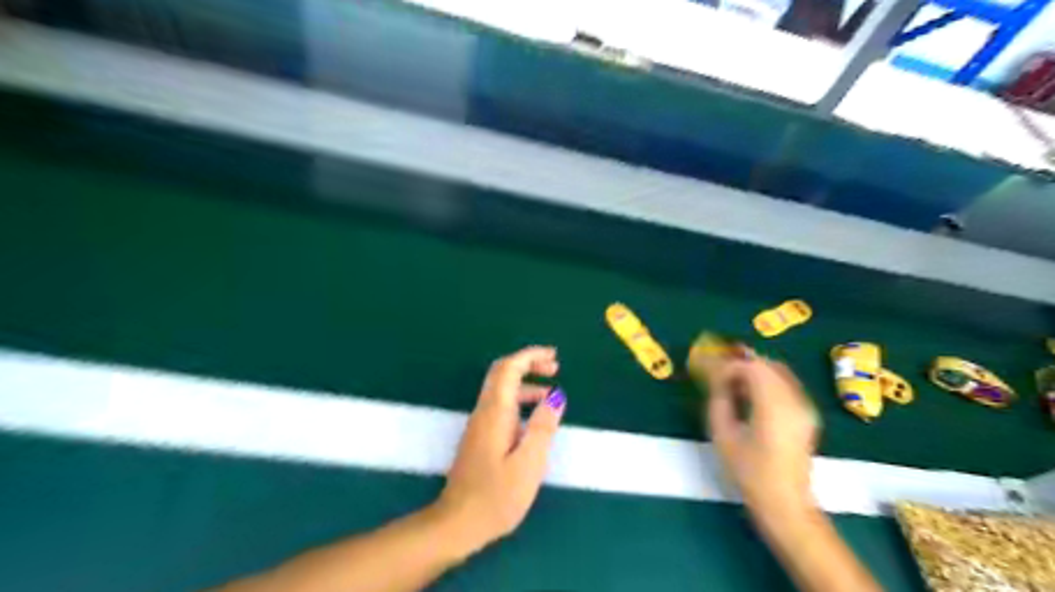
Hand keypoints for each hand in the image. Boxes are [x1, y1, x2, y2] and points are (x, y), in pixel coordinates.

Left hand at [435, 347, 567, 554]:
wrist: (457, 523)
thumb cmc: (497, 496)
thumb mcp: (529, 463)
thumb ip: (543, 427)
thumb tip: (556, 396)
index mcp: (496, 412)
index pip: (509, 368)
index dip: (530, 356)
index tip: (554, 357)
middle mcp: (484, 411)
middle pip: (503, 373)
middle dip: (529, 364)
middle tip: (555, 367)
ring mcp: (480, 424)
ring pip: (502, 390)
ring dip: (526, 383)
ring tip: (552, 393)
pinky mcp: (480, 437)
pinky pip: (501, 406)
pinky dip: (520, 400)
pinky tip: (535, 417)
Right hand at [704, 356, 819, 518]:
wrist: (785, 502)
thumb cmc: (749, 471)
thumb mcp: (723, 435)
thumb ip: (719, 401)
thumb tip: (718, 380)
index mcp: (773, 405)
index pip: (752, 367)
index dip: (730, 367)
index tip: (713, 378)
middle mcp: (794, 400)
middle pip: (768, 365)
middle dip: (743, 365)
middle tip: (721, 375)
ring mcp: (805, 407)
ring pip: (779, 373)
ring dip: (756, 373)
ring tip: (734, 386)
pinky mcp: (807, 415)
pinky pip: (787, 385)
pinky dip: (768, 383)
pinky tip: (752, 398)